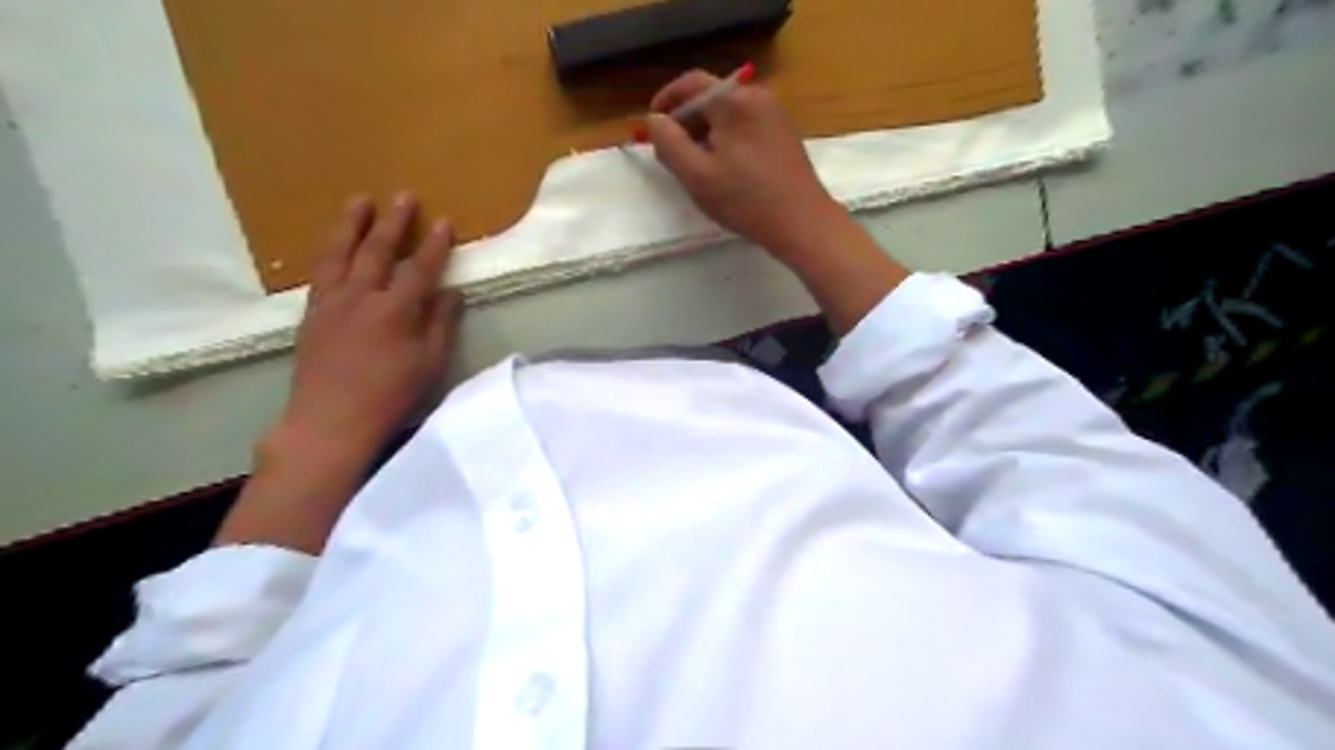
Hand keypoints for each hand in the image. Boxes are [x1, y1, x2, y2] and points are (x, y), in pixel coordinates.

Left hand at [216, 196, 465, 554]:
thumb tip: (451, 292)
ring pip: (340, 252)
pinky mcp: (312, 312)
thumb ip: (440, 323)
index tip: (444, 221)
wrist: (330, 420)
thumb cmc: (390, 395)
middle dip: (394, 222)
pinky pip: (320, 270)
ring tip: (360, 200)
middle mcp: (361, 297)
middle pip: (378, 250)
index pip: (420, 268)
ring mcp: (331, 302)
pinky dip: (330, 250)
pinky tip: (335, 243)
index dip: (434, 244)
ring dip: (352, 224)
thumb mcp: (429, 363)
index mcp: (396, 311)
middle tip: (403, 196)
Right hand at [643, 71, 842, 257]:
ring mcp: (775, 114)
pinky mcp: (785, 134)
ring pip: (729, 114)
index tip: (651, 125)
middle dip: (686, 121)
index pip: (690, 84)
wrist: (801, 222)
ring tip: (696, 164)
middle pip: (711, 98)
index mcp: (733, 100)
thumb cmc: (745, 200)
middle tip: (671, 152)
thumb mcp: (696, 174)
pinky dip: (728, 139)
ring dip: (707, 132)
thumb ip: (668, 142)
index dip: (666, 101)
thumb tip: (654, 120)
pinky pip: (746, 126)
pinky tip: (724, 168)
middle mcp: (757, 96)